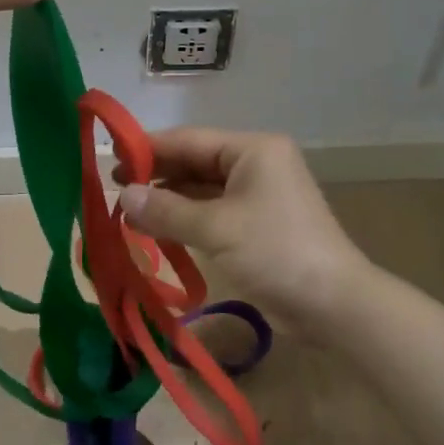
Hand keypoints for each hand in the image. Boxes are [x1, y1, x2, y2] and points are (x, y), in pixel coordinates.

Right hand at [117, 129, 372, 326]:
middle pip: (194, 162)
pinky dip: (185, 218)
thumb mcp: (216, 228)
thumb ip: (166, 209)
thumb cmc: (276, 252)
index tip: (110, 158)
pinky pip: (212, 212)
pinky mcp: (256, 224)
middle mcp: (256, 164)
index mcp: (253, 150)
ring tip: (127, 211)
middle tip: (113, 187)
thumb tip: (123, 195)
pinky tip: (155, 228)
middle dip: (156, 175)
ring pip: (201, 189)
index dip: (148, 148)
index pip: (189, 140)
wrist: (333, 304)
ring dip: (167, 200)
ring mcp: (258, 195)